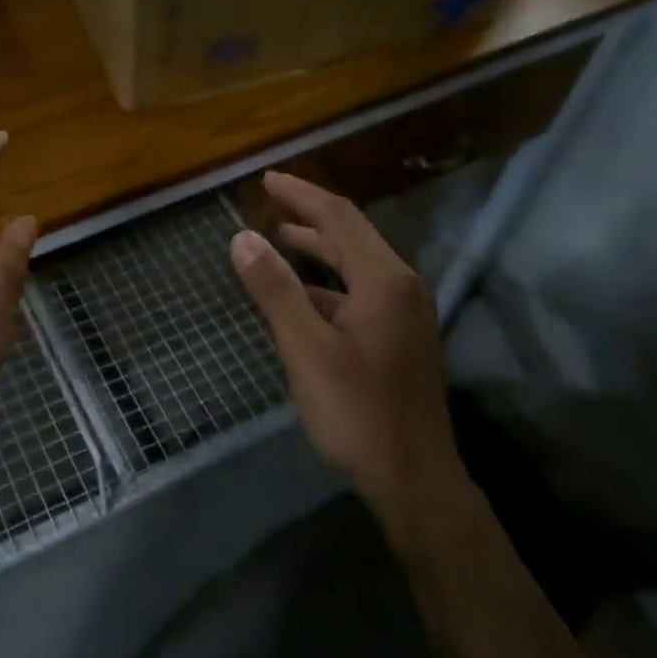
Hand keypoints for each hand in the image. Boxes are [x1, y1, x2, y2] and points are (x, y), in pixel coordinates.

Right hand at [229, 171, 462, 539]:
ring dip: (318, 250)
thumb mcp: (306, 349)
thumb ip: (275, 290)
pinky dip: (328, 285)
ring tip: (278, 240)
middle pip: (352, 235)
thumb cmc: (356, 412)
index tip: (266, 178)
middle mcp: (401, 287)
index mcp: (384, 281)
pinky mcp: (401, 340)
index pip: (338, 217)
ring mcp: (406, 315)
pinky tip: (302, 298)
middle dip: (309, 216)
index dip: (300, 194)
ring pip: (357, 266)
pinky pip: (360, 294)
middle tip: (268, 202)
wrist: (413, 479)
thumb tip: (243, 237)